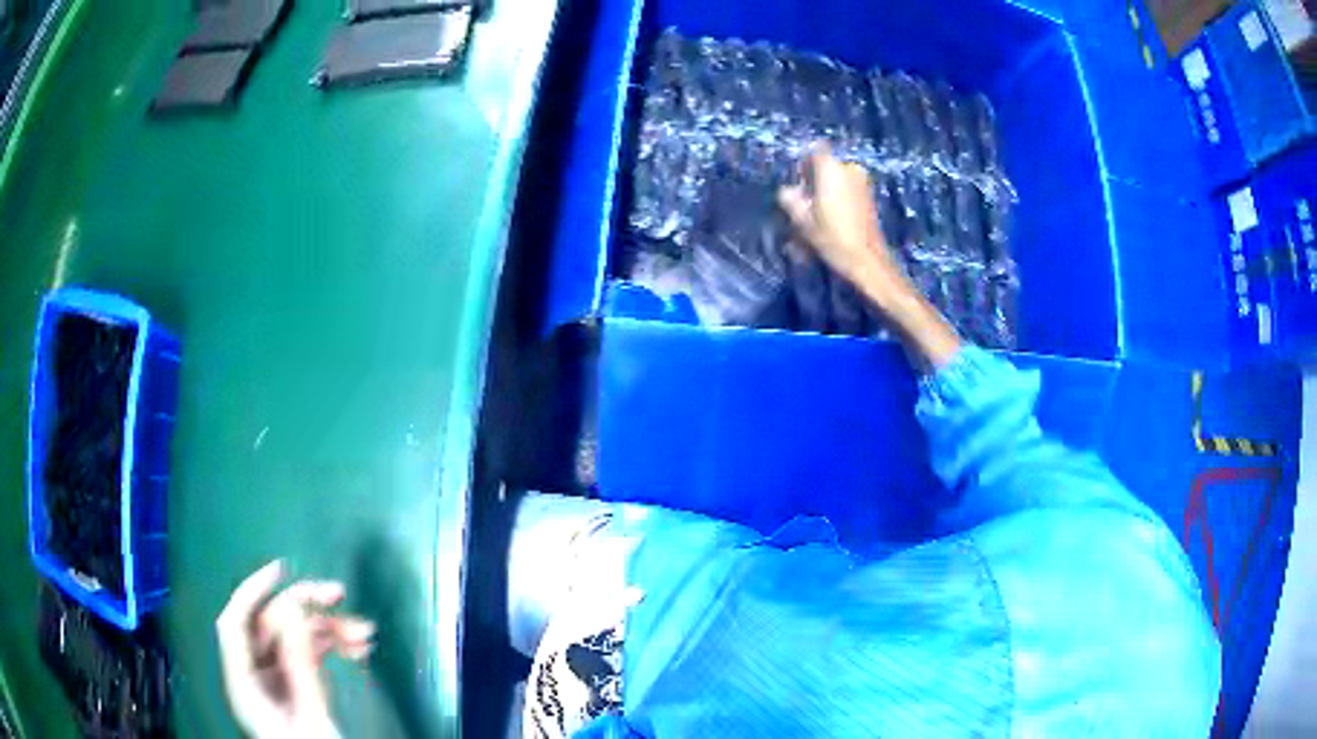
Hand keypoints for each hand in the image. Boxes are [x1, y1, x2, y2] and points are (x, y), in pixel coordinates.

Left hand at [217, 561, 375, 738]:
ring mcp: (276, 680)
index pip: (235, 625)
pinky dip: (331, 646)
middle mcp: (255, 675)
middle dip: (305, 607)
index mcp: (245, 684)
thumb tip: (298, 612)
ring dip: (328, 628)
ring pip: (294, 638)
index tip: (281, 569)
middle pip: (270, 626)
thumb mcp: (311, 715)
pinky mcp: (296, 685)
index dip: (252, 591)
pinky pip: (308, 654)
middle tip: (340, 594)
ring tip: (364, 632)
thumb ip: (301, 666)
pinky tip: (357, 646)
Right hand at [777, 145, 913, 310]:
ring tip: (819, 214)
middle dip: (814, 179)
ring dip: (827, 191)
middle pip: (826, 165)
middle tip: (806, 203)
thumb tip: (786, 191)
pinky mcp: (870, 196)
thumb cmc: (834, 239)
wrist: (868, 261)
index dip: (804, 162)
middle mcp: (850, 169)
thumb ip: (791, 201)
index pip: (816, 149)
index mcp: (832, 170)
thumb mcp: (803, 222)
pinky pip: (848, 188)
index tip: (798, 181)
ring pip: (837, 178)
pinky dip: (839, 198)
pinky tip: (834, 219)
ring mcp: (863, 182)